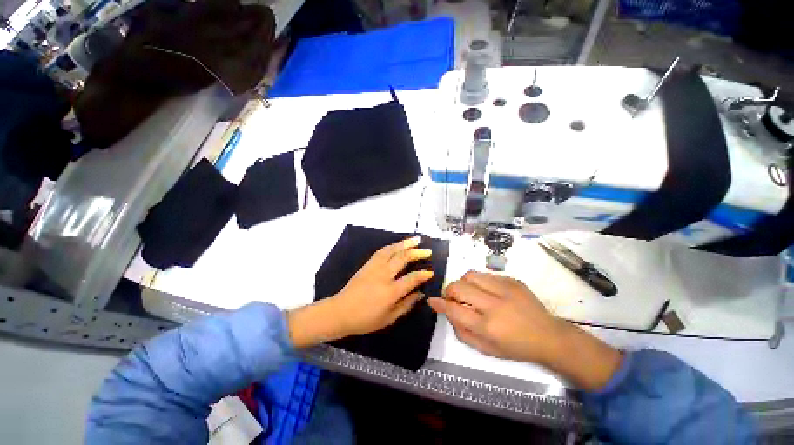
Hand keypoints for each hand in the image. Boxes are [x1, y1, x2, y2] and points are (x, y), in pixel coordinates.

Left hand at [331, 236, 433, 335]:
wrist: (340, 311)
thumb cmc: (365, 319)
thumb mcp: (389, 318)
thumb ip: (406, 304)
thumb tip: (420, 294)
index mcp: (391, 291)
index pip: (412, 278)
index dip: (423, 275)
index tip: (431, 272)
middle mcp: (384, 275)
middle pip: (403, 259)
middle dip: (417, 253)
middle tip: (427, 251)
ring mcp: (374, 267)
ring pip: (392, 250)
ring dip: (405, 244)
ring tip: (416, 239)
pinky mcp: (367, 264)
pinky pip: (381, 251)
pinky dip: (392, 246)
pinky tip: (398, 244)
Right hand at [428, 271, 622, 390]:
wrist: (548, 336)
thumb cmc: (515, 347)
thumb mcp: (486, 349)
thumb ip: (461, 331)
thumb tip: (445, 311)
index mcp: (488, 326)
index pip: (454, 309)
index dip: (439, 303)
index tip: (432, 300)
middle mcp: (494, 304)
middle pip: (459, 287)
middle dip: (450, 291)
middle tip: (453, 298)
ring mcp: (505, 289)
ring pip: (470, 275)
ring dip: (463, 283)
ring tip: (469, 292)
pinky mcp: (512, 280)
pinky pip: (485, 274)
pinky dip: (479, 282)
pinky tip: (487, 291)